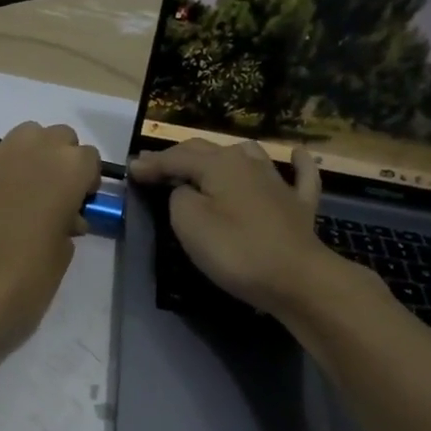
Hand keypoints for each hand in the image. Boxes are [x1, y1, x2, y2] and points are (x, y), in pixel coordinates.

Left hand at [0, 121, 100, 344]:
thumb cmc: (29, 277)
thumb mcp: (65, 252)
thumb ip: (69, 221)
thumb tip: (62, 216)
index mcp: (68, 168)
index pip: (89, 158)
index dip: (86, 183)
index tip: (79, 207)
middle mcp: (35, 149)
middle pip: (59, 137)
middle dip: (61, 161)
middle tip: (54, 198)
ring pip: (25, 137)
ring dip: (32, 158)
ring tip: (25, 195)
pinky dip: (1, 174)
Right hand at [129, 140, 336, 313]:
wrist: (297, 279)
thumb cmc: (236, 251)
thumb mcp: (190, 224)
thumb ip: (179, 199)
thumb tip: (186, 190)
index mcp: (219, 165)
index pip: (177, 157)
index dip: (152, 163)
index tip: (130, 169)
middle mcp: (249, 163)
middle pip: (208, 151)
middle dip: (179, 156)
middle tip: (155, 166)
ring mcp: (279, 182)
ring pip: (248, 155)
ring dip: (224, 155)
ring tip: (207, 162)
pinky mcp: (299, 205)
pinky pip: (300, 175)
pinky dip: (296, 164)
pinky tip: (296, 155)